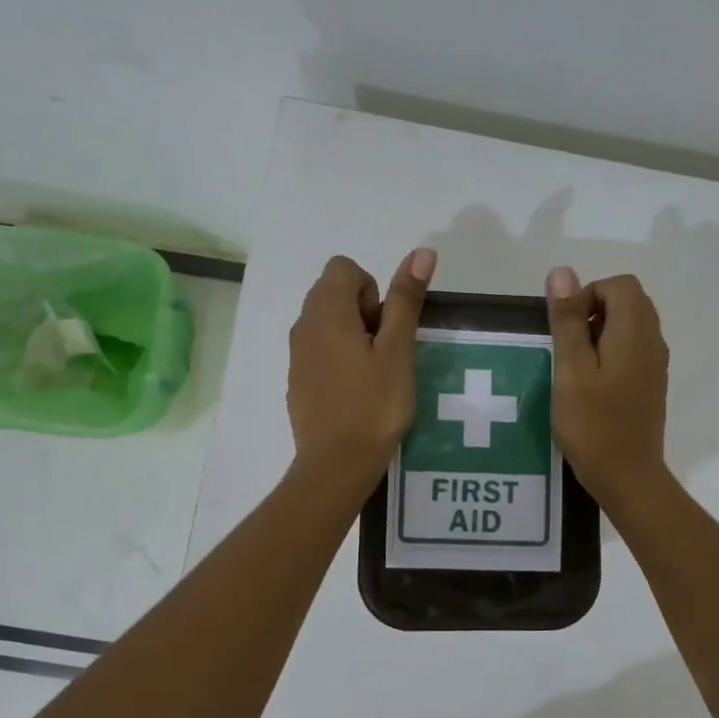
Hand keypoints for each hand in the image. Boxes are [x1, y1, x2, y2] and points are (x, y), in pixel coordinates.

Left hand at [287, 249, 433, 490]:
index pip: (344, 268)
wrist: (336, 464)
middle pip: (334, 293)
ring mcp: (297, 355)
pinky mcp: (298, 380)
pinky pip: (320, 351)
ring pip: (327, 323)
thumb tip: (421, 252)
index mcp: (326, 312)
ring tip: (375, 374)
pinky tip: (358, 393)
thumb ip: (406, 300)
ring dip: (354, 335)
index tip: (385, 327)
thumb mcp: (398, 351)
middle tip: (385, 352)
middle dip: (365, 311)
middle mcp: (303, 326)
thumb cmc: (374, 405)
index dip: (372, 289)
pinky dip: (340, 358)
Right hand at [545, 267, 669, 507]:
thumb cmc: (593, 424)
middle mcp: (653, 341)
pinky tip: (590, 386)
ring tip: (575, 368)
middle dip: (593, 312)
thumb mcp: (571, 370)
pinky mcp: (651, 385)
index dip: (588, 294)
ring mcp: (656, 365)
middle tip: (568, 348)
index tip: (566, 328)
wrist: (628, 477)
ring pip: (630, 327)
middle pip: (628, 302)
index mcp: (635, 332)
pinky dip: (610, 354)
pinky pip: (633, 351)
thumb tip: (562, 272)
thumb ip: (568, 320)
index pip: (620, 285)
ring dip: (600, 334)